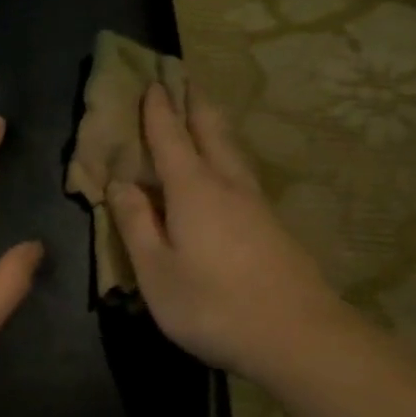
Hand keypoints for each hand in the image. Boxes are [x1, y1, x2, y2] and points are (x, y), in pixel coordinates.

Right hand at [109, 84, 345, 381]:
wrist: (296, 336)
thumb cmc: (211, 305)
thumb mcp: (155, 271)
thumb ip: (135, 224)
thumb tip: (120, 183)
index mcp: (193, 191)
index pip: (170, 140)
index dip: (158, 112)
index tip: (153, 82)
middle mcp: (227, 186)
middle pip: (211, 134)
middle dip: (194, 106)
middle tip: (185, 80)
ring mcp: (256, 206)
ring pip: (233, 153)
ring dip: (216, 128)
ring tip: (206, 114)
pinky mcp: (273, 227)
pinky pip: (243, 176)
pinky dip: (228, 158)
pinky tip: (229, 171)